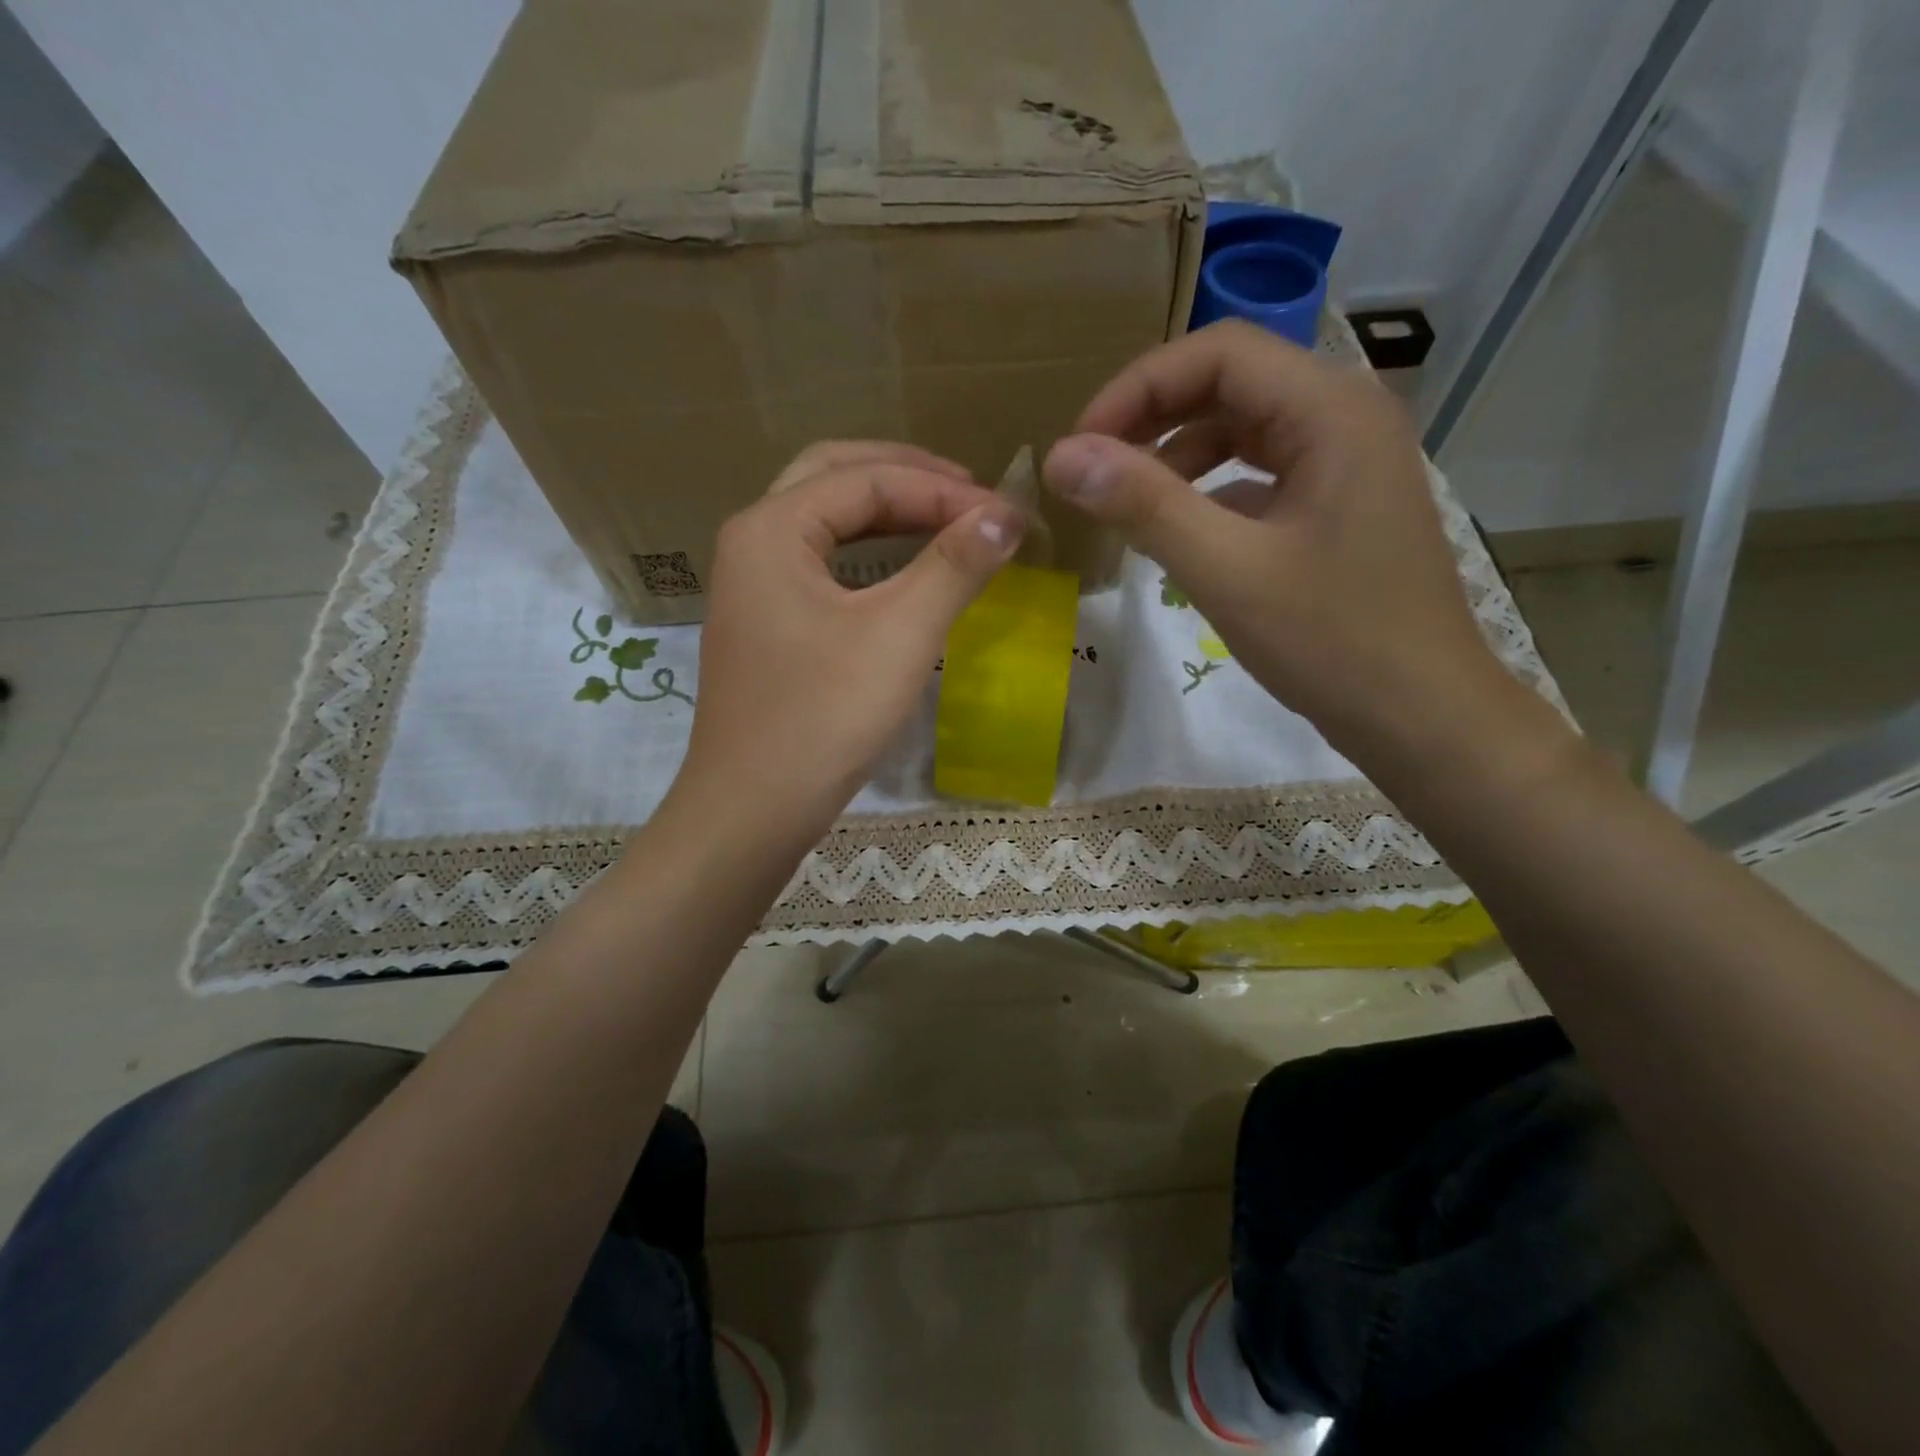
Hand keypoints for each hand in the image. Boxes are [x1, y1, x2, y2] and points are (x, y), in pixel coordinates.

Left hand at [671, 442, 1024, 847]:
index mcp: (772, 529)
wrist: (753, 811)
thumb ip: (954, 565)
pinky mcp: (766, 627)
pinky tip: (903, 572)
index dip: (943, 490)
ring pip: (825, 522)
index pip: (867, 479)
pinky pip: (821, 565)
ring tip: (947, 519)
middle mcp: (753, 543)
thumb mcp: (900, 634)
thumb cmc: (824, 717)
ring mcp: (754, 587)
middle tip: (969, 493)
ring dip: (886, 512)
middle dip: (906, 477)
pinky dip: (867, 554)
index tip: (1006, 516)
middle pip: (834, 478)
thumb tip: (1007, 515)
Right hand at [1041, 320, 1515, 762]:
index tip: (1081, 446)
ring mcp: (1348, 462)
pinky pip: (1262, 473)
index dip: (1138, 388)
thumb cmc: (1333, 642)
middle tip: (1093, 469)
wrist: (1422, 717)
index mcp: (1331, 411)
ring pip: (1245, 428)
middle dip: (1153, 418)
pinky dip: (1211, 490)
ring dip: (1178, 454)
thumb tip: (1061, 457)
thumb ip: (1144, 505)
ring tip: (1128, 503)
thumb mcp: (1227, 571)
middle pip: (1232, 382)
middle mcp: (1346, 417)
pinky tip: (1180, 531)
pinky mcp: (1339, 505)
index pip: (1219, 353)